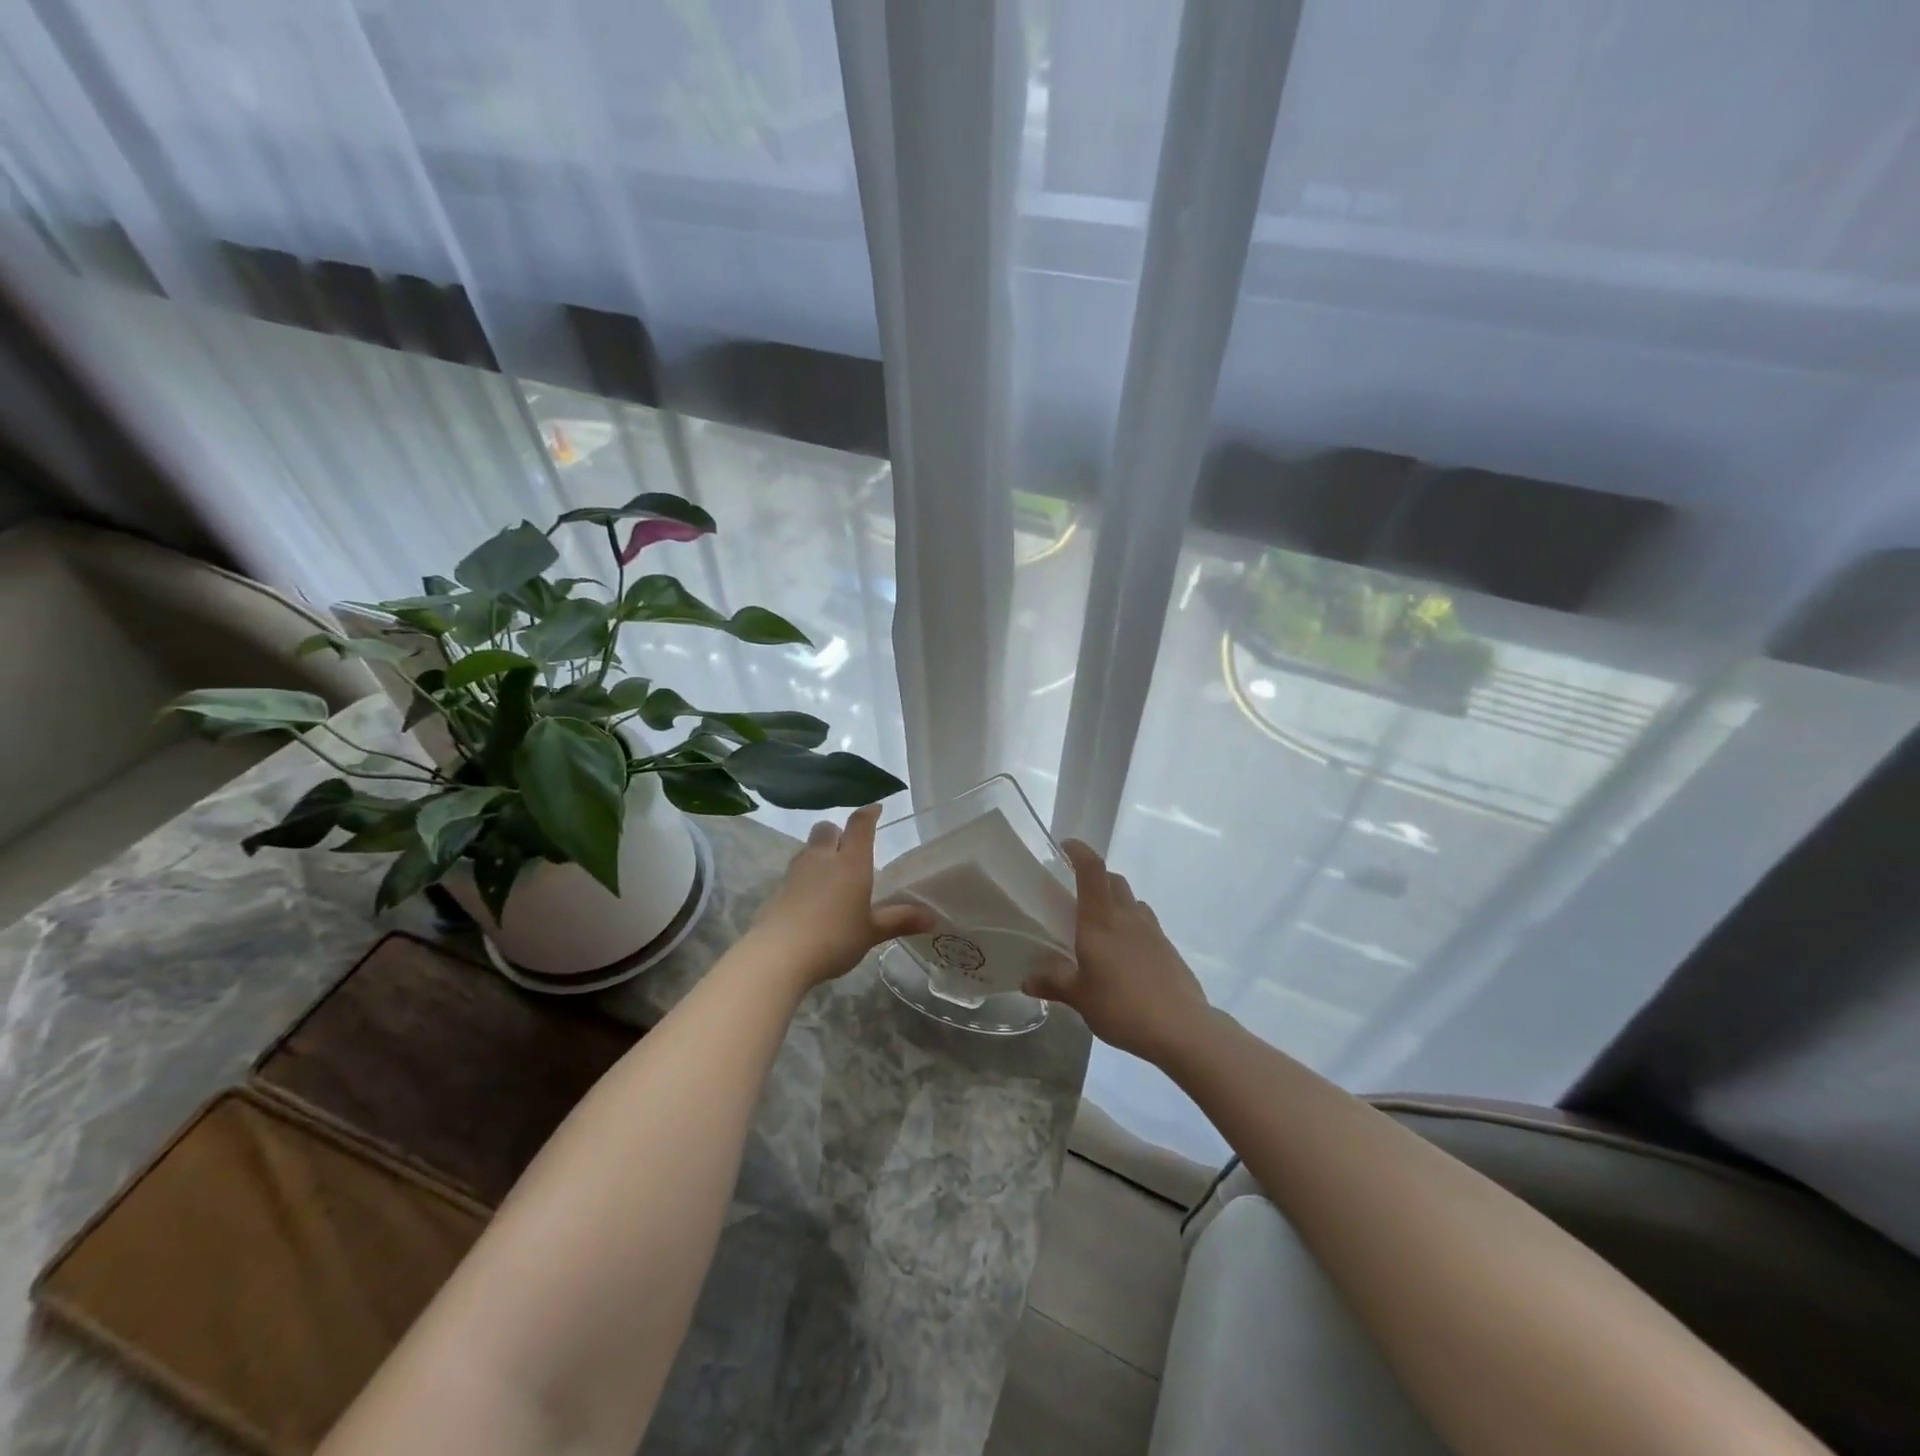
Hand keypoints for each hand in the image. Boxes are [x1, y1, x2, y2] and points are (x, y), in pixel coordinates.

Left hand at [750, 804, 934, 987]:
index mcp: (851, 862)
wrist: (778, 954)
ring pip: (808, 849)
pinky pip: (794, 872)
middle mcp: (823, 858)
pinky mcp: (777, 890)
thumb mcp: (872, 932)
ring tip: (830, 874)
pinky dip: (804, 877)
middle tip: (849, 848)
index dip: (869, 814)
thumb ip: (900, 920)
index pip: (860, 825)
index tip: (876, 809)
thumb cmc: (834, 938)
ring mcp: (796, 872)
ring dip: (819, 853)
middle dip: (838, 832)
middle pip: (827, 830)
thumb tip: (933, 918)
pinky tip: (810, 899)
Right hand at [1025, 840, 1211, 1065]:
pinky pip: (1145, 924)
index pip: (1092, 870)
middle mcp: (1127, 916)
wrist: (1182, 1028)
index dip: (1079, 851)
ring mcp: (1152, 931)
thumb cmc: (1122, 1006)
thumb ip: (1053, 983)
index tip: (1065, 846)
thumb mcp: (1079, 998)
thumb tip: (1026, 980)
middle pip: (1113, 880)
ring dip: (1115, 901)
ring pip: (1131, 901)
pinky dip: (1131, 926)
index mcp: (1100, 920)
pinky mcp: (1167, 948)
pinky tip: (1123, 954)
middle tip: (1076, 893)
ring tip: (1100, 925)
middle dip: (1096, 877)